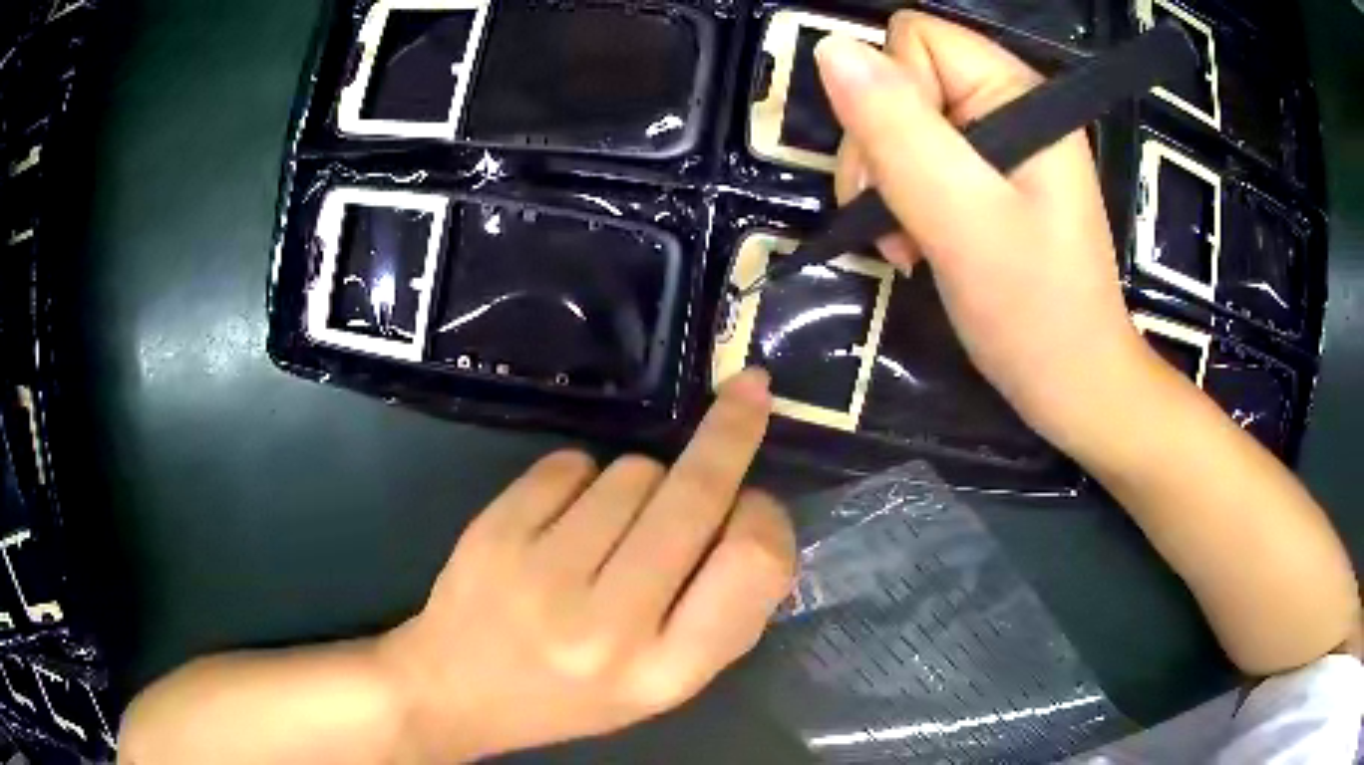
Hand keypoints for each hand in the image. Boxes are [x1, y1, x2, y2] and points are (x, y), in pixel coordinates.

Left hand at [378, 369, 795, 761]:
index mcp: (666, 672)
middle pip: (694, 495)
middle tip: (749, 392)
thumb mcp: (664, 684)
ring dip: (642, 481)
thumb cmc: (572, 695)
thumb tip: (755, 510)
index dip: (767, 516)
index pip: (752, 564)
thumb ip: (722, 612)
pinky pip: (572, 463)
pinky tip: (562, 520)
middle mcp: (609, 626)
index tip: (758, 496)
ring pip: (634, 471)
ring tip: (610, 529)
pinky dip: (582, 477)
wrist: (457, 691)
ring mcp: (544, 575)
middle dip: (731, 432)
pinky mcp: (495, 532)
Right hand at [820, 12, 1150, 451]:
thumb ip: (899, 131)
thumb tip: (831, 49)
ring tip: (909, 243)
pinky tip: (914, 244)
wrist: (1073, 386)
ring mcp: (995, 140)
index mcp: (1016, 93)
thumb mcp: (963, 220)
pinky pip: (910, 158)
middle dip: (880, 150)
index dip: (890, 99)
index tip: (906, 173)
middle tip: (901, 220)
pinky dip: (898, 201)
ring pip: (893, 123)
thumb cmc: (1035, 312)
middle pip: (897, 80)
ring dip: (883, 184)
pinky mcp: (983, 176)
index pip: (914, 40)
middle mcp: (1006, 103)